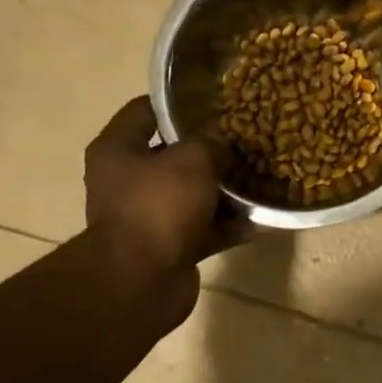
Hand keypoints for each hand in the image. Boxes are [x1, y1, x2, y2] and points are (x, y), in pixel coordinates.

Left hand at [84, 96, 250, 313]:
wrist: (140, 282)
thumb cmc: (158, 207)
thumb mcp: (193, 160)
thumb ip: (212, 143)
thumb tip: (224, 144)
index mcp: (117, 150)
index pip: (144, 111)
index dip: (178, 103)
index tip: (214, 100)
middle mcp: (127, 182)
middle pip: (172, 156)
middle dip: (210, 151)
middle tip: (245, 141)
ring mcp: (148, 218)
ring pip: (192, 196)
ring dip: (224, 191)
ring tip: (261, 178)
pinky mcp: (169, 248)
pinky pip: (205, 229)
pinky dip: (230, 226)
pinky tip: (264, 221)